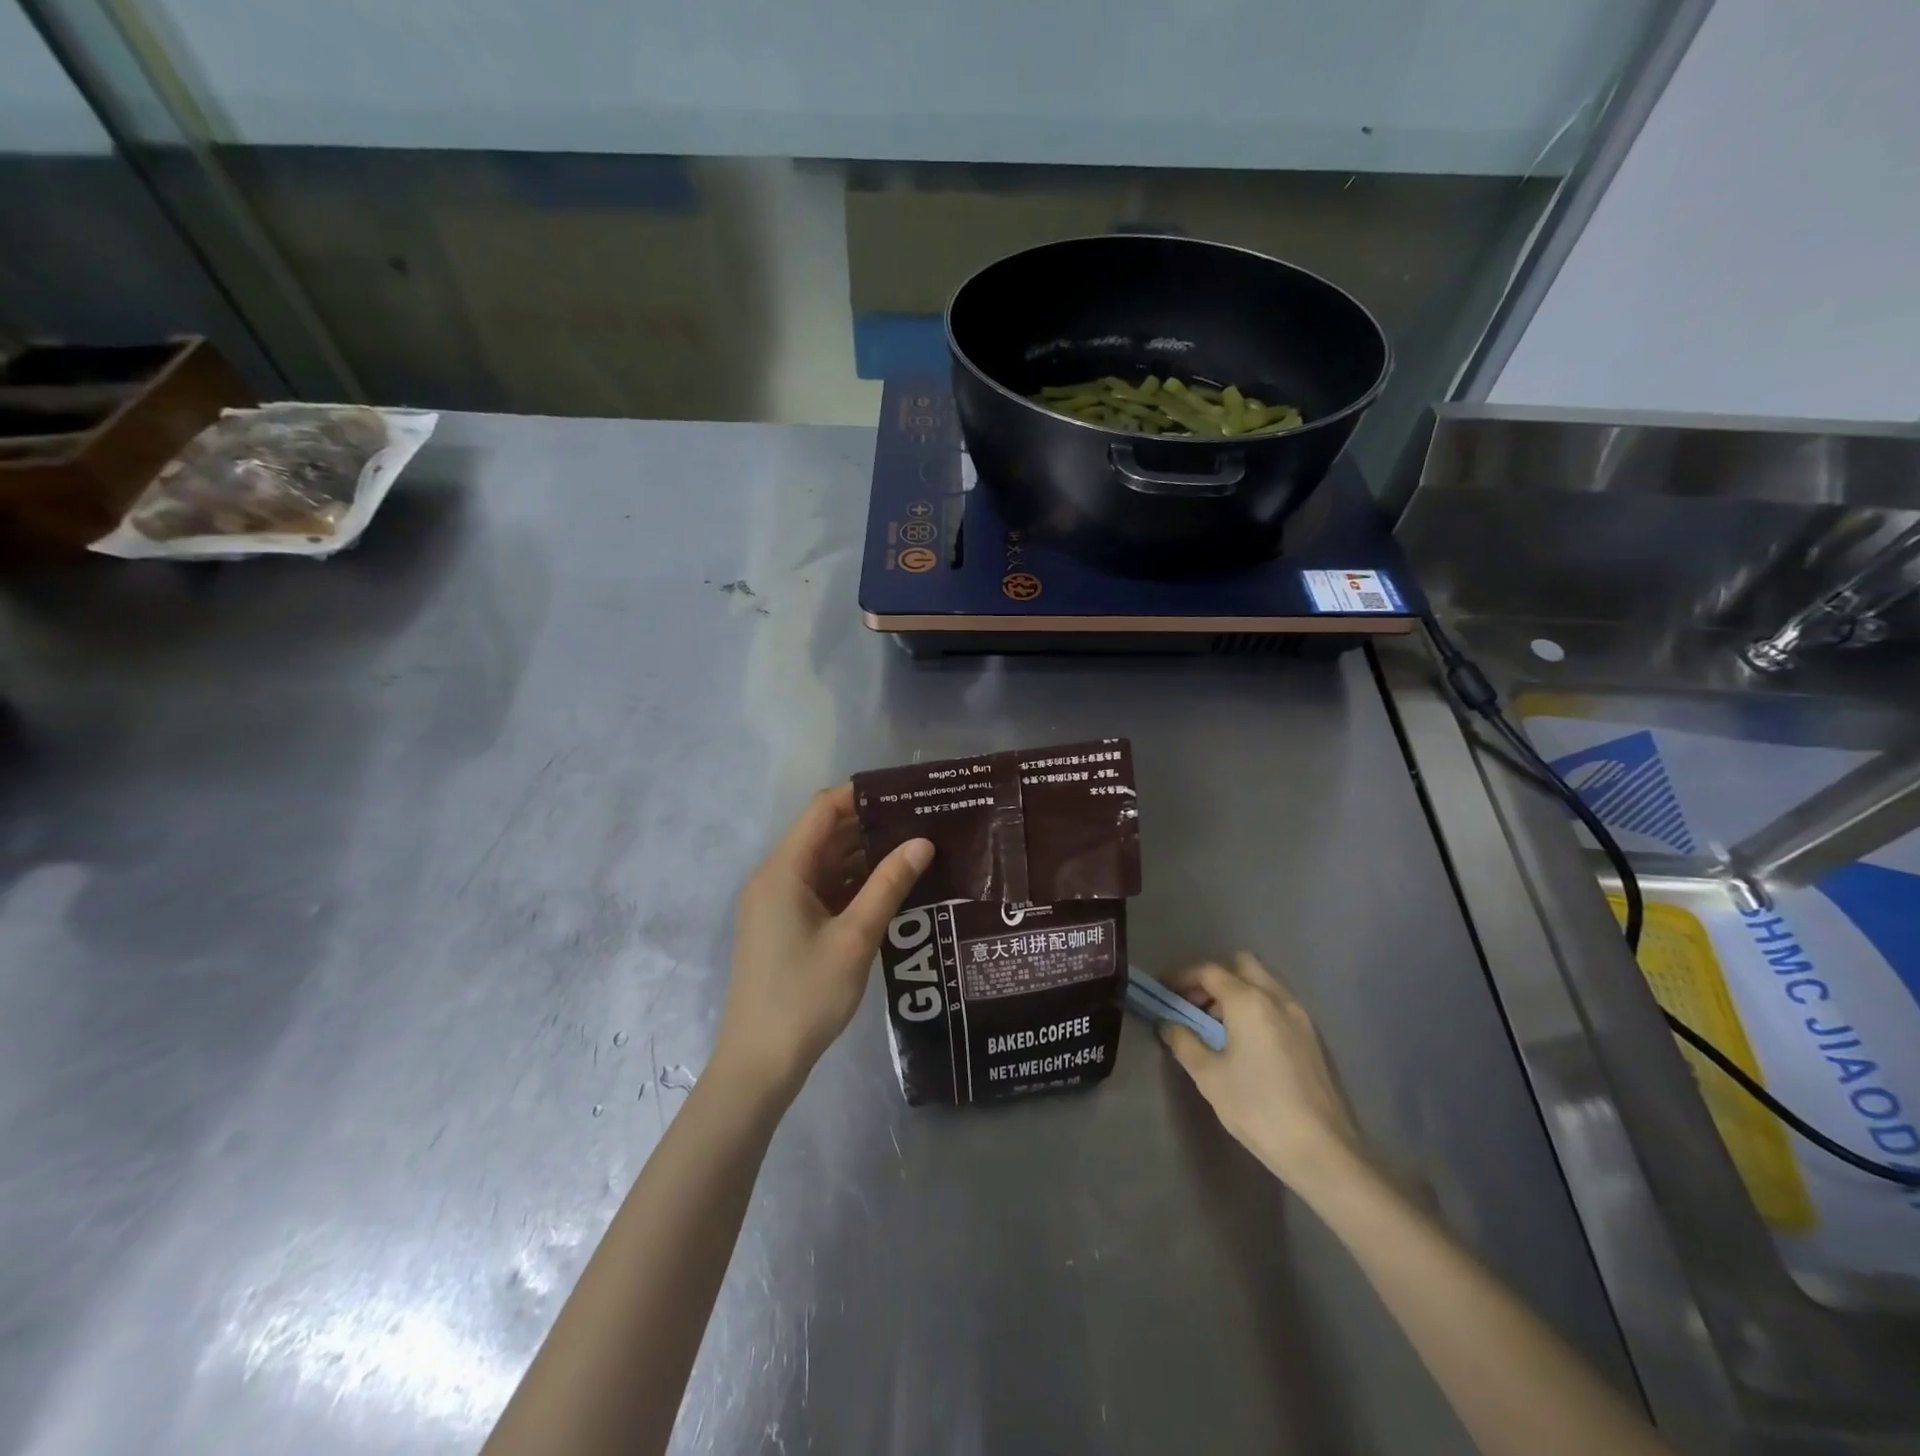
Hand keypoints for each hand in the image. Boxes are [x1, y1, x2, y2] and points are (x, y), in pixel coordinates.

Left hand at [714, 784, 932, 1100]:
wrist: (760, 1063)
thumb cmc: (806, 995)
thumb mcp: (855, 938)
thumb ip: (889, 885)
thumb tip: (923, 842)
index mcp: (784, 871)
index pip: (824, 810)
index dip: (862, 795)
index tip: (907, 793)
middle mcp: (776, 878)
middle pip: (825, 834)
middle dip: (871, 826)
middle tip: (923, 822)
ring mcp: (778, 904)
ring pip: (826, 864)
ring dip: (865, 857)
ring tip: (916, 850)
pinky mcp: (785, 927)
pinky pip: (822, 890)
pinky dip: (853, 884)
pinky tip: (891, 887)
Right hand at [1159, 951, 1367, 1193]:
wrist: (1322, 1151)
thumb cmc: (1258, 1108)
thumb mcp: (1209, 1076)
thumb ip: (1184, 1042)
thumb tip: (1167, 1023)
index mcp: (1248, 1001)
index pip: (1209, 971)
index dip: (1182, 976)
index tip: (1164, 991)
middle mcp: (1276, 998)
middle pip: (1241, 965)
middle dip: (1214, 977)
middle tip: (1194, 1004)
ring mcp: (1300, 1016)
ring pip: (1263, 983)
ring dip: (1237, 991)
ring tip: (1217, 1025)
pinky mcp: (1312, 1037)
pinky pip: (1278, 1004)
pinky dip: (1257, 1007)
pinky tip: (1246, 1041)